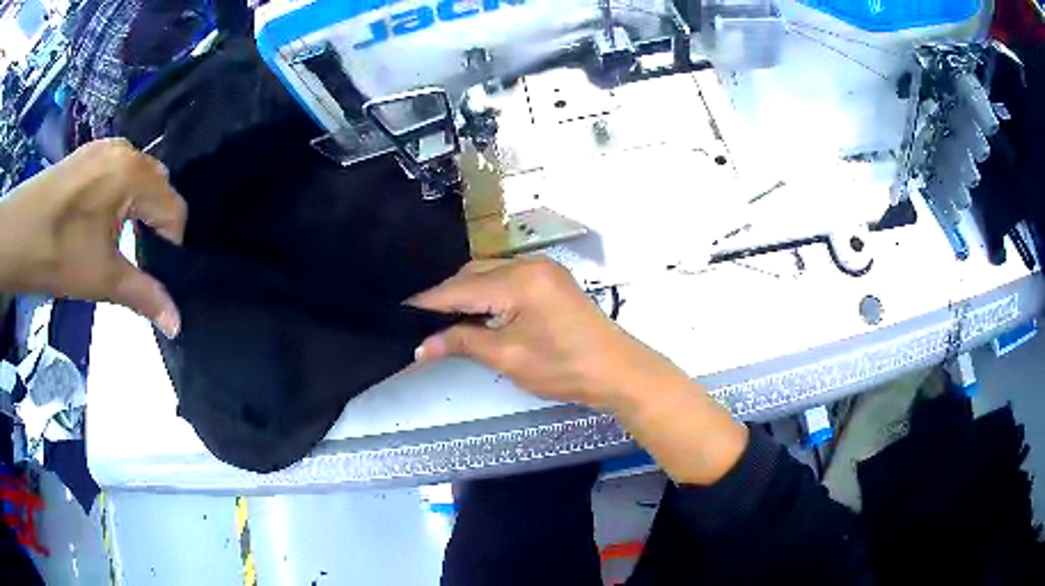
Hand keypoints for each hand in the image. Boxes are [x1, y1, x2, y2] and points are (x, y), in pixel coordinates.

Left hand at [0, 139, 186, 337]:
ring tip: (115, 237)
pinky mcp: (86, 154)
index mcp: (133, 173)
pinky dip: (117, 193)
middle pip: (157, 185)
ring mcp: (103, 148)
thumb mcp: (102, 278)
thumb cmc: (58, 253)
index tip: (155, 271)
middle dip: (154, 220)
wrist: (16, 235)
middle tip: (136, 253)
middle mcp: (124, 149)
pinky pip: (116, 169)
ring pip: (136, 175)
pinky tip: (97, 217)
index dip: (170, 244)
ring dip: (135, 206)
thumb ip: (143, 295)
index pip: (173, 207)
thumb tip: (177, 324)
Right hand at [409, 258, 684, 410]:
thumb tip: (422, 346)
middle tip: (423, 320)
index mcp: (519, 280)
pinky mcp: (551, 279)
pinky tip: (478, 310)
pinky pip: (508, 278)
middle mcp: (530, 264)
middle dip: (448, 295)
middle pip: (474, 274)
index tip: (401, 310)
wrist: (618, 371)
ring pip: (490, 273)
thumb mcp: (509, 357)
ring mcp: (544, 269)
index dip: (429, 301)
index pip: (461, 288)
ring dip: (468, 293)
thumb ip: (464, 343)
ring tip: (445, 318)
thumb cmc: (564, 367)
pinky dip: (489, 292)